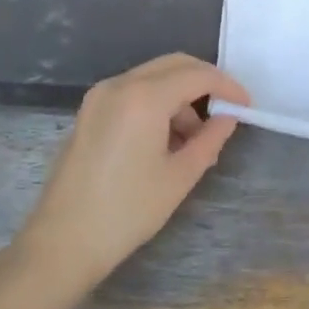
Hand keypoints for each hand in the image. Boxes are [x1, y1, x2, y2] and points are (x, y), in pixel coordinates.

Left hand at [18, 54, 249, 300]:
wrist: (62, 243)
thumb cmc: (127, 211)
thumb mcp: (180, 176)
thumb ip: (210, 139)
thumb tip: (228, 118)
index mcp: (144, 97)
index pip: (198, 75)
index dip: (227, 86)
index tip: (247, 106)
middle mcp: (120, 85)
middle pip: (174, 65)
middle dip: (205, 82)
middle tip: (227, 110)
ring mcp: (99, 97)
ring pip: (153, 78)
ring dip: (180, 96)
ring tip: (195, 139)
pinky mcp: (89, 113)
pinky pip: (133, 92)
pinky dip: (157, 104)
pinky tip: (166, 140)